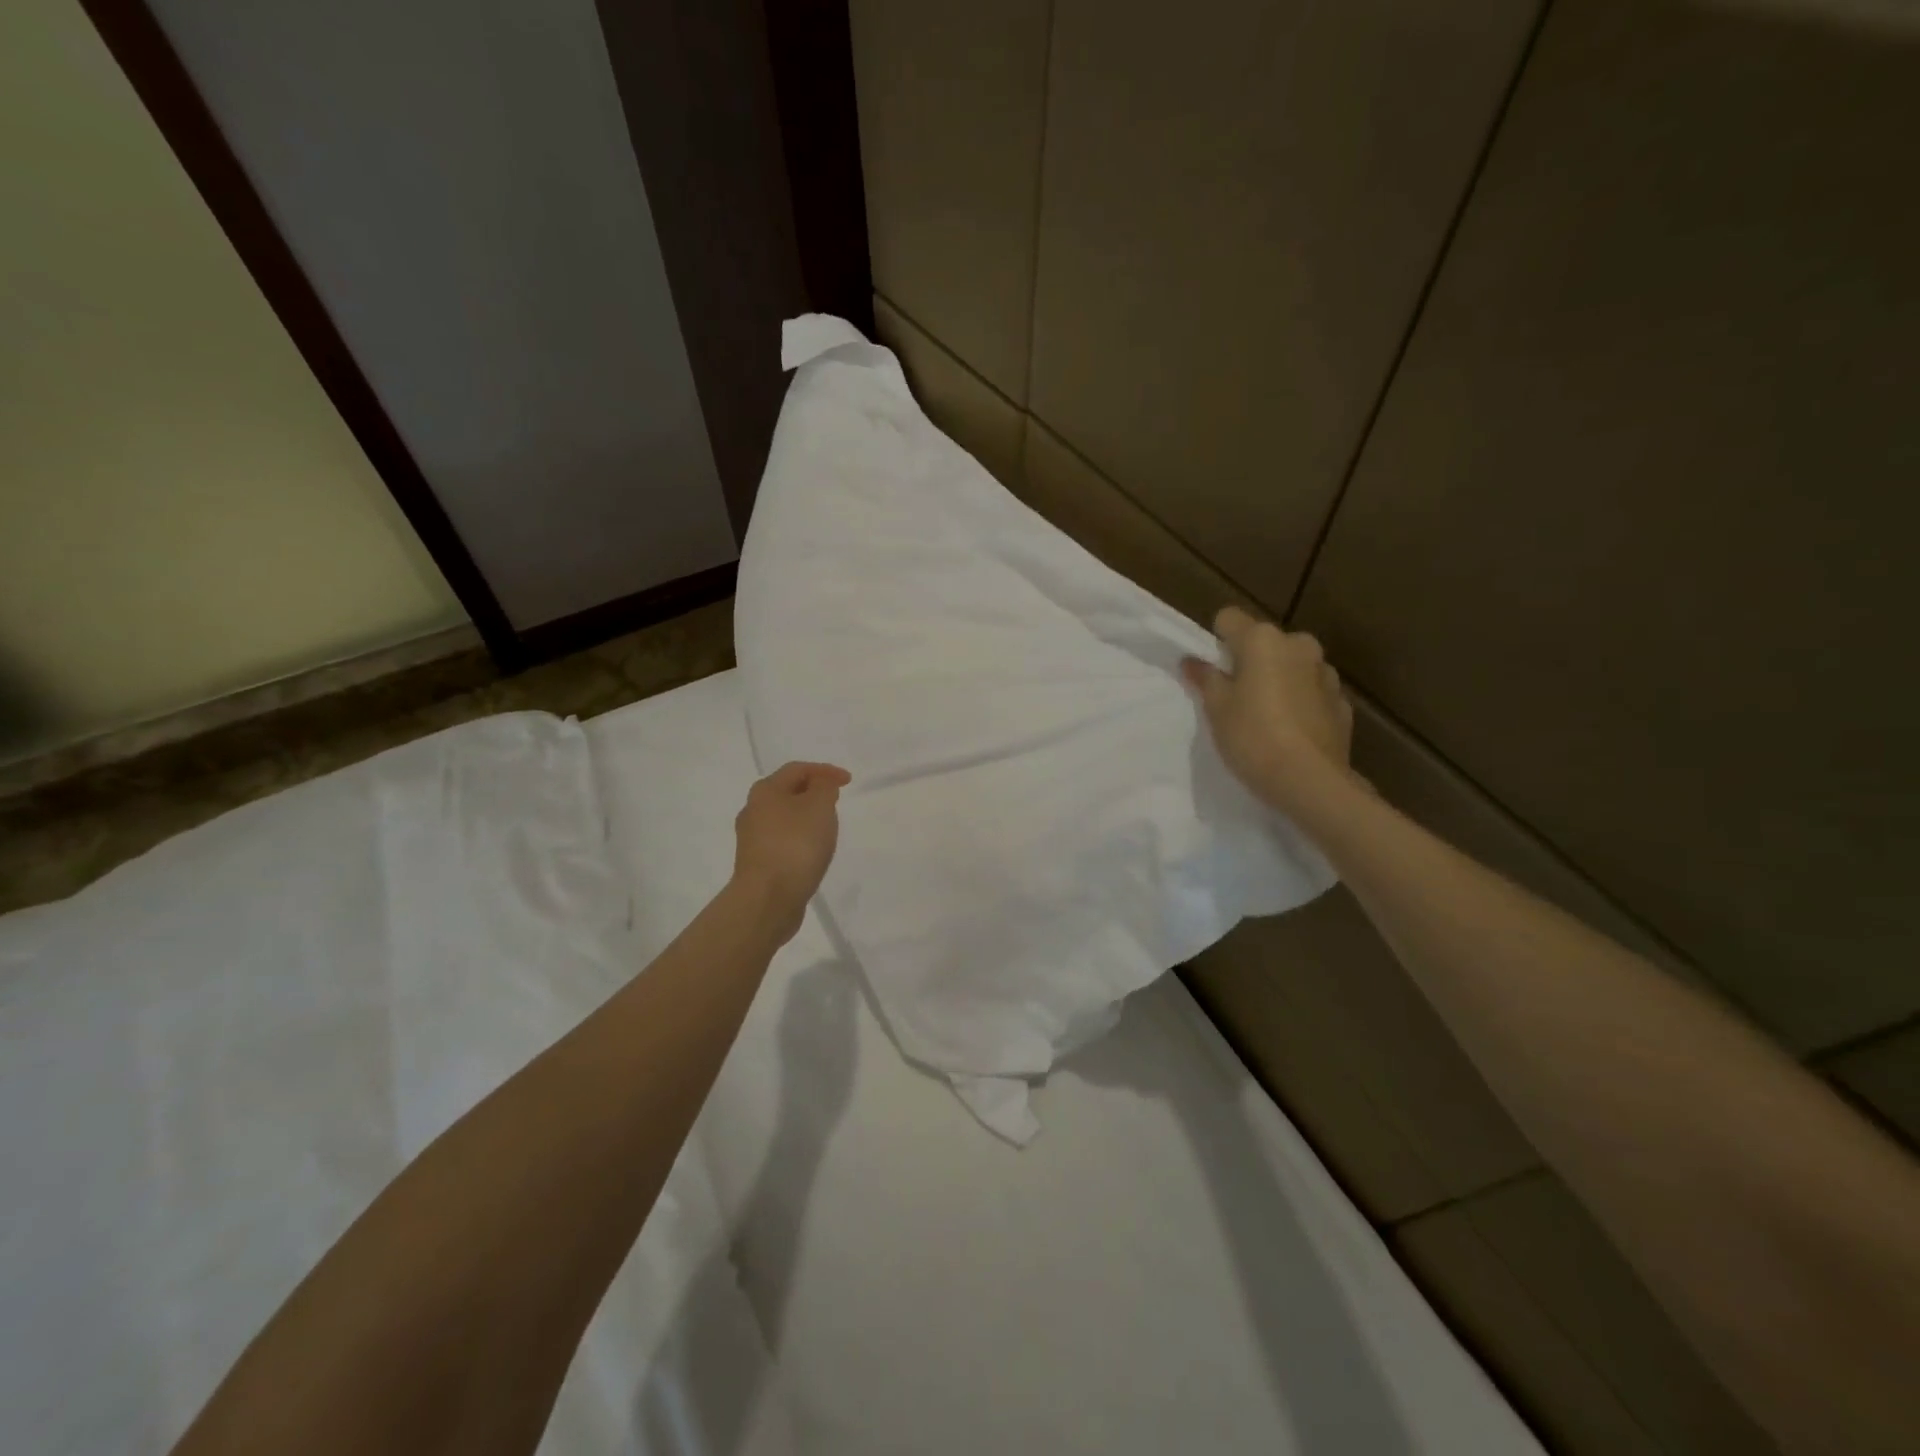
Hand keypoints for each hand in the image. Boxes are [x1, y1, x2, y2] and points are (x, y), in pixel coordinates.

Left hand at [731, 761, 851, 936]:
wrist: (768, 899)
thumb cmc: (796, 844)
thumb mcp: (820, 806)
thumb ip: (824, 787)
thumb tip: (819, 784)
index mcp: (765, 790)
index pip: (797, 769)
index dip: (825, 770)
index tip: (849, 781)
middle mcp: (752, 810)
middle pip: (787, 792)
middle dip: (814, 793)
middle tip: (836, 801)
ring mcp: (752, 839)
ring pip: (784, 818)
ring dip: (806, 818)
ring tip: (827, 828)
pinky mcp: (757, 863)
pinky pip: (782, 842)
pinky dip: (800, 840)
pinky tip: (812, 852)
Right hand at [1182, 606, 1357, 816]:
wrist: (1310, 781)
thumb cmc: (1253, 737)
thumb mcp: (1216, 709)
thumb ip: (1205, 678)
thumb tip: (1192, 661)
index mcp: (1263, 640)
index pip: (1229, 619)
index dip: (1215, 641)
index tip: (1211, 671)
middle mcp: (1298, 645)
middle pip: (1264, 642)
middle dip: (1250, 661)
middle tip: (1235, 697)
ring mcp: (1326, 672)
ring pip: (1291, 665)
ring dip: (1278, 680)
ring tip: (1266, 717)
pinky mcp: (1341, 702)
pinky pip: (1311, 691)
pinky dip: (1300, 702)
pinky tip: (1291, 732)